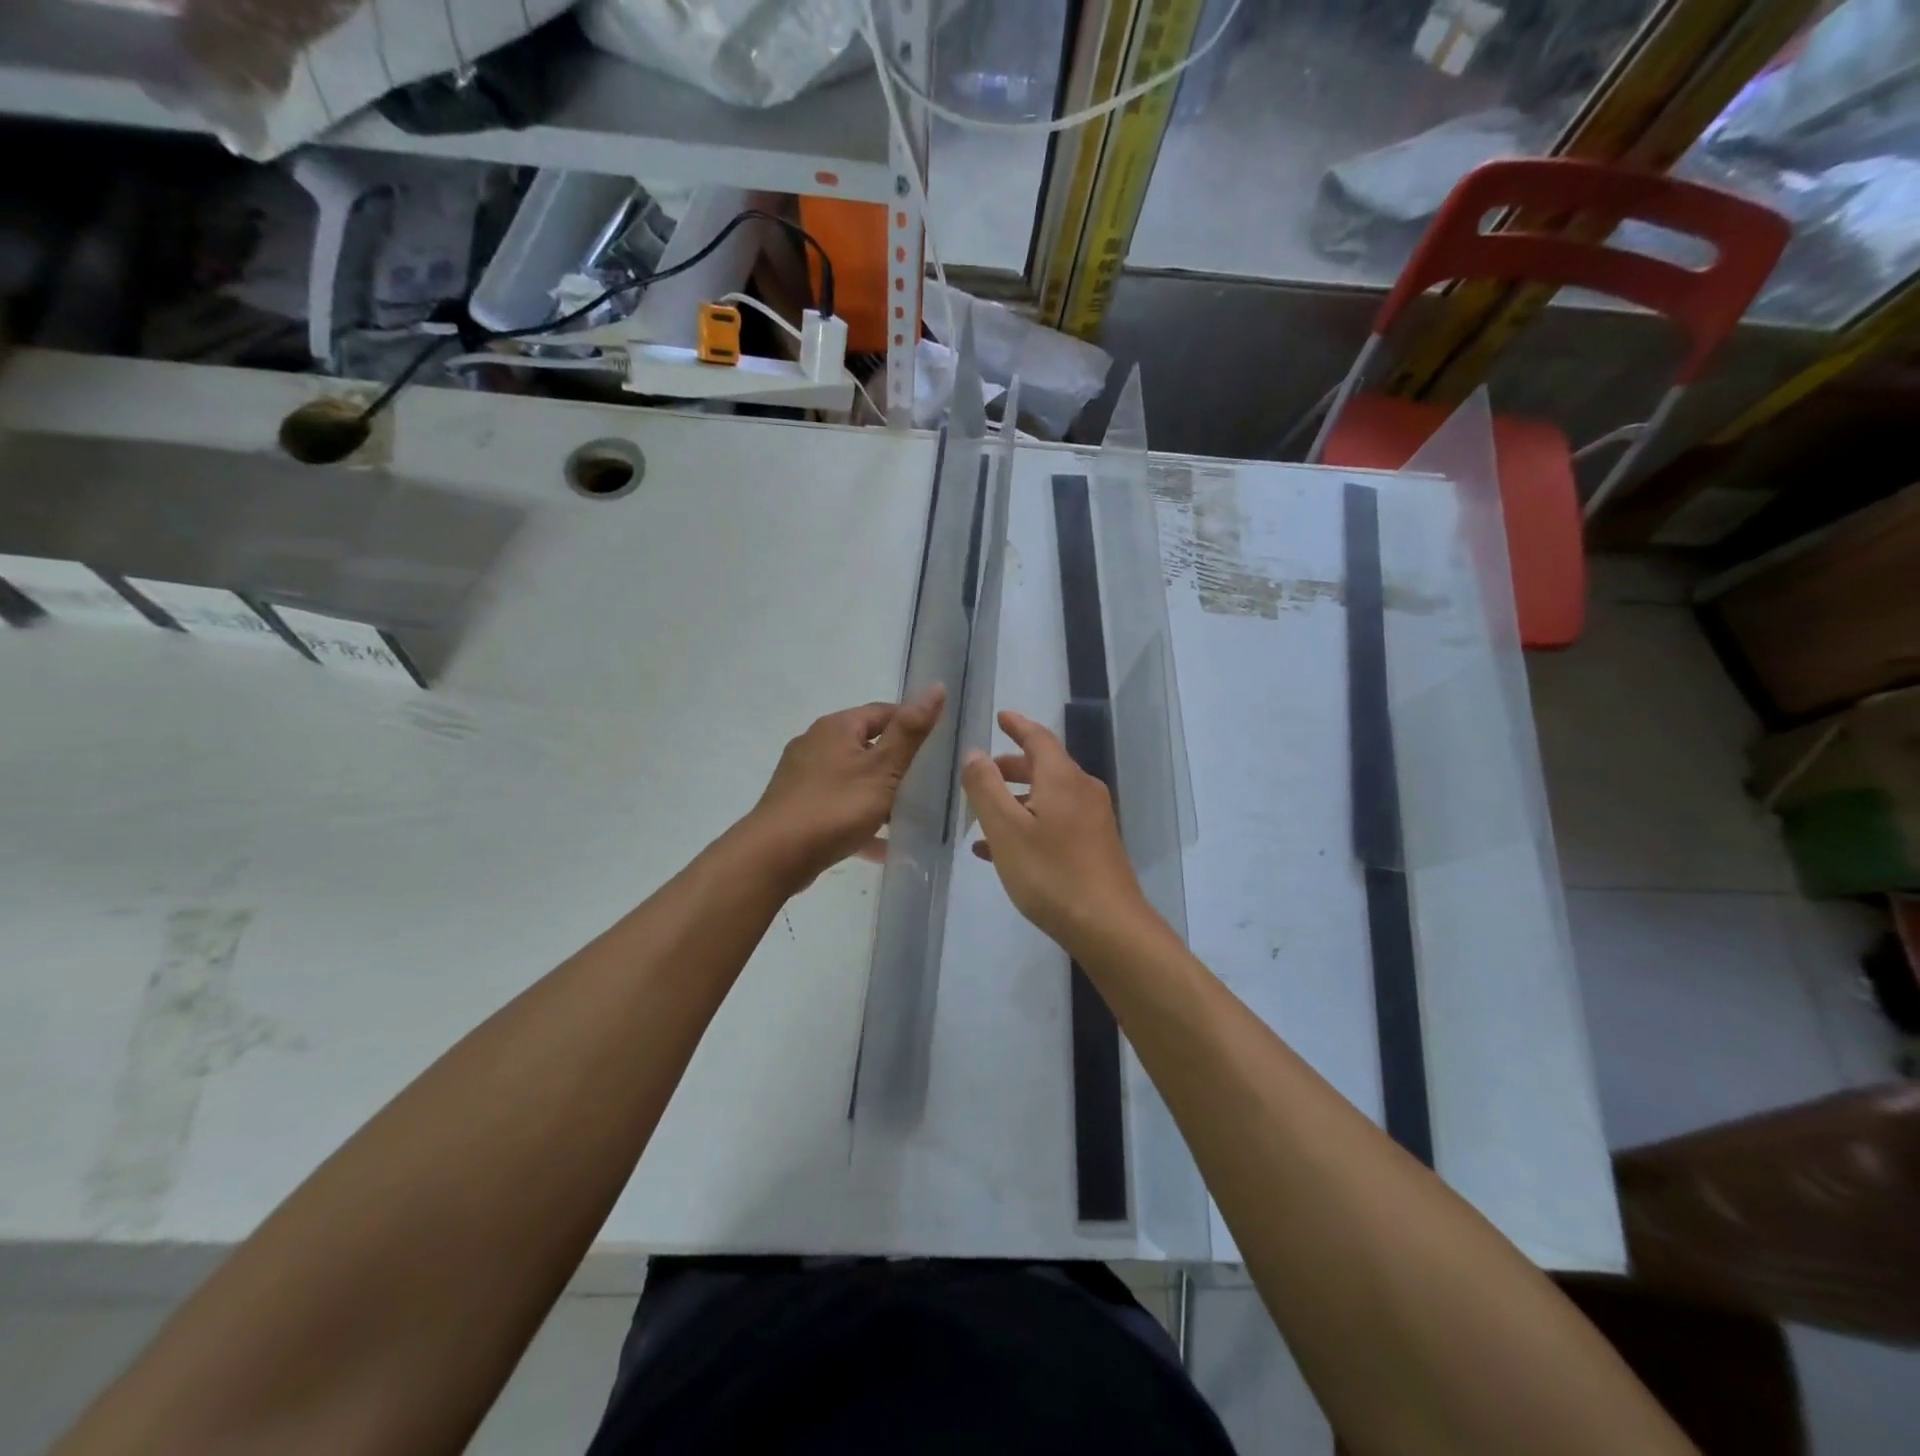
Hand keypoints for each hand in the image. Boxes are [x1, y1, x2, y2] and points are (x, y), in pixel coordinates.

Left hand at [743, 686, 945, 891]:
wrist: (774, 856)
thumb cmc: (834, 807)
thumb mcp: (882, 769)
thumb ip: (910, 731)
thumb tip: (937, 687)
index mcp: (837, 727)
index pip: (883, 712)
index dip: (911, 725)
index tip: (936, 748)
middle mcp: (816, 743)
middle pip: (866, 745)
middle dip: (896, 764)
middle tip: (926, 784)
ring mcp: (803, 776)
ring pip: (852, 778)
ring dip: (879, 794)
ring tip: (907, 816)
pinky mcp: (797, 806)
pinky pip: (838, 806)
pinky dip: (859, 819)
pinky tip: (880, 845)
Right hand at [961, 710, 1156, 955]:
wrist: (1108, 926)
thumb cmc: (1051, 873)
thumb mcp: (1006, 829)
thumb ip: (986, 788)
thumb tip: (975, 753)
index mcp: (1062, 778)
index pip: (1038, 738)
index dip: (1017, 725)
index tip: (1000, 716)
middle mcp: (1082, 791)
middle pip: (1044, 767)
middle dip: (1012, 766)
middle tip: (983, 772)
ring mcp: (1093, 820)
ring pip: (1048, 797)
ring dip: (1017, 799)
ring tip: (984, 815)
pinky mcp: (1095, 846)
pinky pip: (1056, 822)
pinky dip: (1029, 824)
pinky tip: (1002, 851)